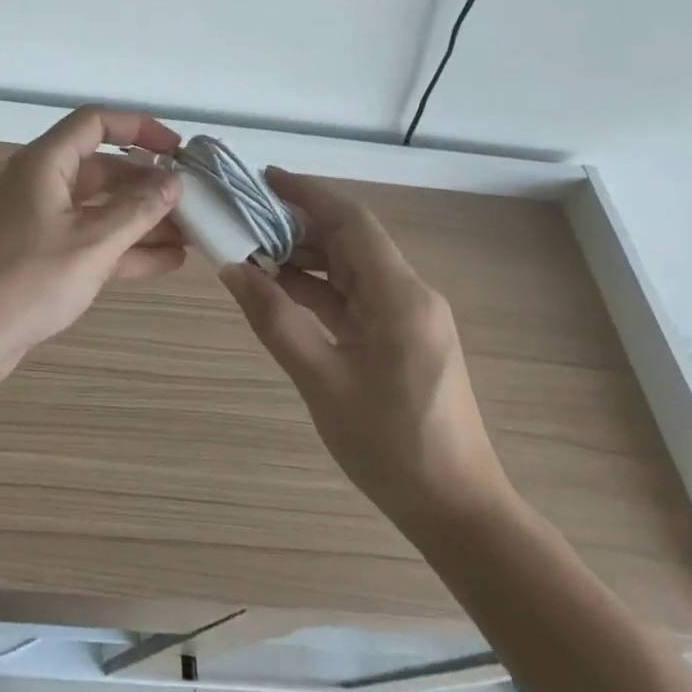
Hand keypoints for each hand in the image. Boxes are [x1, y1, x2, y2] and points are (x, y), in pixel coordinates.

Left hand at [0, 107, 185, 386]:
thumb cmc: (27, 279)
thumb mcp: (92, 243)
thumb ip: (138, 210)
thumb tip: (174, 182)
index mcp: (45, 163)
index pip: (96, 123)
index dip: (139, 128)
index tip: (178, 150)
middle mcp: (42, 183)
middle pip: (103, 168)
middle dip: (149, 183)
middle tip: (194, 200)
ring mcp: (41, 220)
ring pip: (101, 207)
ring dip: (143, 218)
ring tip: (193, 233)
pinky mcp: (43, 254)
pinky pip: (92, 238)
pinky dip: (125, 246)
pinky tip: (168, 260)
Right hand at [219, 168, 512, 535]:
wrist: (459, 513)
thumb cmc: (392, 447)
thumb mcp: (322, 381)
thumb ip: (275, 320)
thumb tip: (232, 269)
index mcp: (400, 296)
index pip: (352, 221)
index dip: (308, 193)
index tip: (264, 178)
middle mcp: (409, 294)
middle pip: (349, 240)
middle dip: (297, 224)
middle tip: (245, 218)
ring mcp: (408, 316)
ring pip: (350, 267)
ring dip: (304, 257)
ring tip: (252, 251)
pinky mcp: (401, 337)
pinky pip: (354, 296)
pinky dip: (317, 288)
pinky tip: (280, 290)